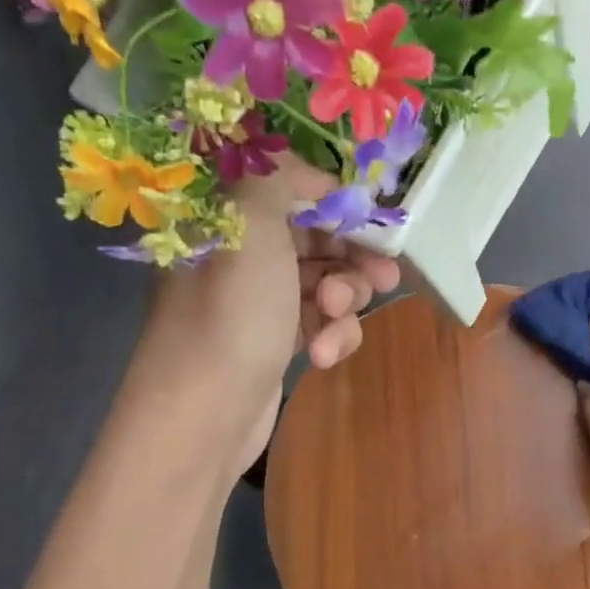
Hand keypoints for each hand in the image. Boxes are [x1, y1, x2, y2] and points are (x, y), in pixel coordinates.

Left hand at [139, 154, 399, 473]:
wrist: (205, 417)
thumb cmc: (231, 314)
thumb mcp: (252, 225)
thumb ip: (280, 178)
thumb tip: (307, 171)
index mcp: (226, 218)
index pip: (288, 188)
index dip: (333, 199)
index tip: (370, 216)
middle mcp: (241, 254)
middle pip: (316, 238)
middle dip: (353, 256)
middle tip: (384, 272)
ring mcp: (260, 302)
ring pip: (327, 283)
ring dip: (346, 300)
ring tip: (338, 317)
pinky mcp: (277, 343)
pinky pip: (321, 323)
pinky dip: (331, 336)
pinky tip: (323, 357)